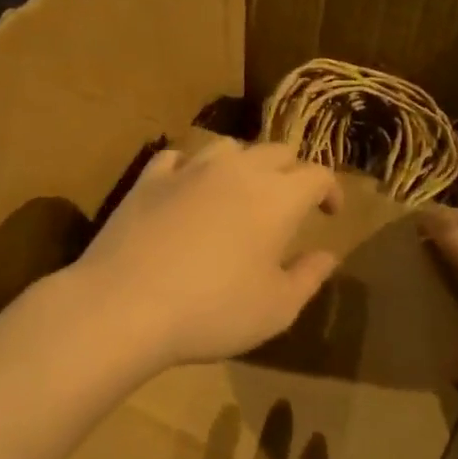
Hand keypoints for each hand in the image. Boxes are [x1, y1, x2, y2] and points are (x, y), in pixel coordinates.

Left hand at [74, 137, 342, 367]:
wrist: (126, 305)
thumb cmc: (213, 312)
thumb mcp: (277, 308)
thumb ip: (309, 276)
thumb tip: (327, 254)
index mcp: (278, 198)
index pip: (317, 174)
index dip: (330, 190)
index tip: (330, 214)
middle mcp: (237, 171)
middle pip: (276, 151)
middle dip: (291, 172)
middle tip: (290, 202)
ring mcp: (189, 170)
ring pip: (228, 146)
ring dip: (244, 163)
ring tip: (241, 190)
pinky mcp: (148, 179)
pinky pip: (178, 157)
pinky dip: (191, 167)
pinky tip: (188, 187)